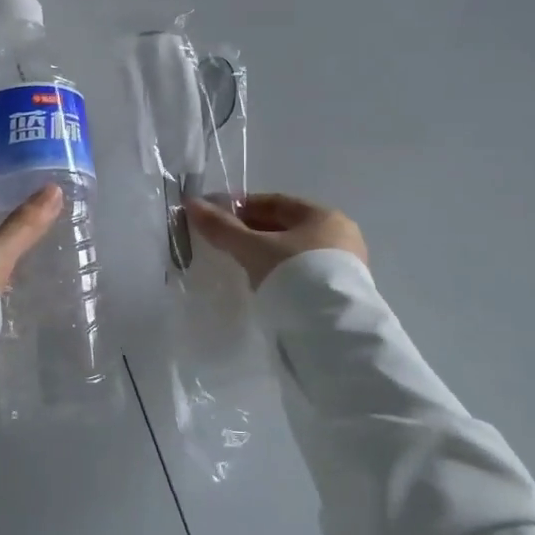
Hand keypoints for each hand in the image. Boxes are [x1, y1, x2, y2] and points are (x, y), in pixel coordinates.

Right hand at [186, 193, 367, 288]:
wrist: (334, 332)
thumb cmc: (296, 275)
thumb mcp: (253, 249)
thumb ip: (222, 227)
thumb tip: (191, 203)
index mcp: (323, 215)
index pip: (274, 202)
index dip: (240, 206)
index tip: (213, 217)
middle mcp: (339, 235)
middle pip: (284, 227)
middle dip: (250, 232)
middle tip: (220, 243)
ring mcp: (343, 266)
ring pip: (292, 253)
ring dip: (264, 256)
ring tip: (237, 267)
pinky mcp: (340, 293)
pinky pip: (302, 274)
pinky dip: (279, 275)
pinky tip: (261, 286)